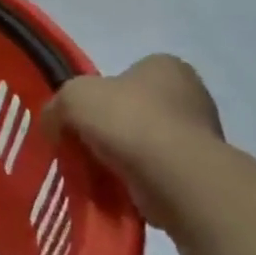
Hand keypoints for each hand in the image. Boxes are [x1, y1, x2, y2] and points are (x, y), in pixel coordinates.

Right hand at [44, 55, 221, 230]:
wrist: (175, 177)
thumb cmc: (127, 120)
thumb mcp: (71, 98)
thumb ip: (56, 105)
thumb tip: (53, 124)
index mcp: (164, 67)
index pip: (126, 74)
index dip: (99, 94)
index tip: (82, 115)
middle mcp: (190, 94)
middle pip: (134, 110)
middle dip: (110, 128)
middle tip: (83, 145)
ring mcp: (201, 135)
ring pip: (145, 143)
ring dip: (122, 156)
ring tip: (97, 171)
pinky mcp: (201, 171)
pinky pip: (157, 171)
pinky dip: (137, 179)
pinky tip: (118, 188)